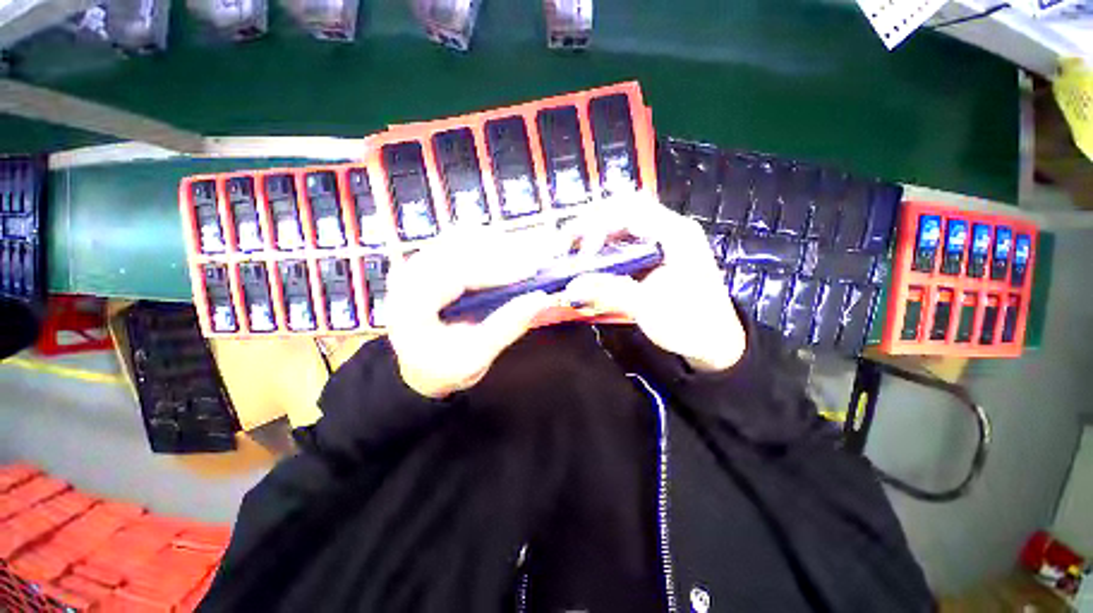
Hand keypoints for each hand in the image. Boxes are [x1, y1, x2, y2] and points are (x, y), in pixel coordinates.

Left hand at [385, 229, 559, 398]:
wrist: (418, 366)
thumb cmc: (443, 366)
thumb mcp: (476, 356)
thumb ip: (508, 326)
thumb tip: (542, 300)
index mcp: (411, 304)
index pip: (454, 274)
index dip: (495, 269)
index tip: (531, 270)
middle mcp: (408, 275)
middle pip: (458, 247)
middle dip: (502, 251)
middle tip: (538, 259)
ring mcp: (417, 263)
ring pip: (461, 238)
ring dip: (498, 245)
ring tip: (529, 254)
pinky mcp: (429, 260)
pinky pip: (461, 241)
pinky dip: (489, 245)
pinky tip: (509, 253)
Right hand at [558, 196, 746, 372]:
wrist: (715, 342)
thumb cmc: (689, 323)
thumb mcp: (648, 308)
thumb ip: (609, 292)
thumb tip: (570, 287)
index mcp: (675, 233)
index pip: (629, 209)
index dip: (599, 225)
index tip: (582, 254)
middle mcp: (669, 228)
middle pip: (622, 209)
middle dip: (590, 225)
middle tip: (566, 246)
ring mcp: (662, 240)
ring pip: (621, 223)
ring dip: (594, 235)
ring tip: (573, 252)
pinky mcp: (655, 253)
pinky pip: (624, 240)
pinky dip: (603, 247)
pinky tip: (590, 260)